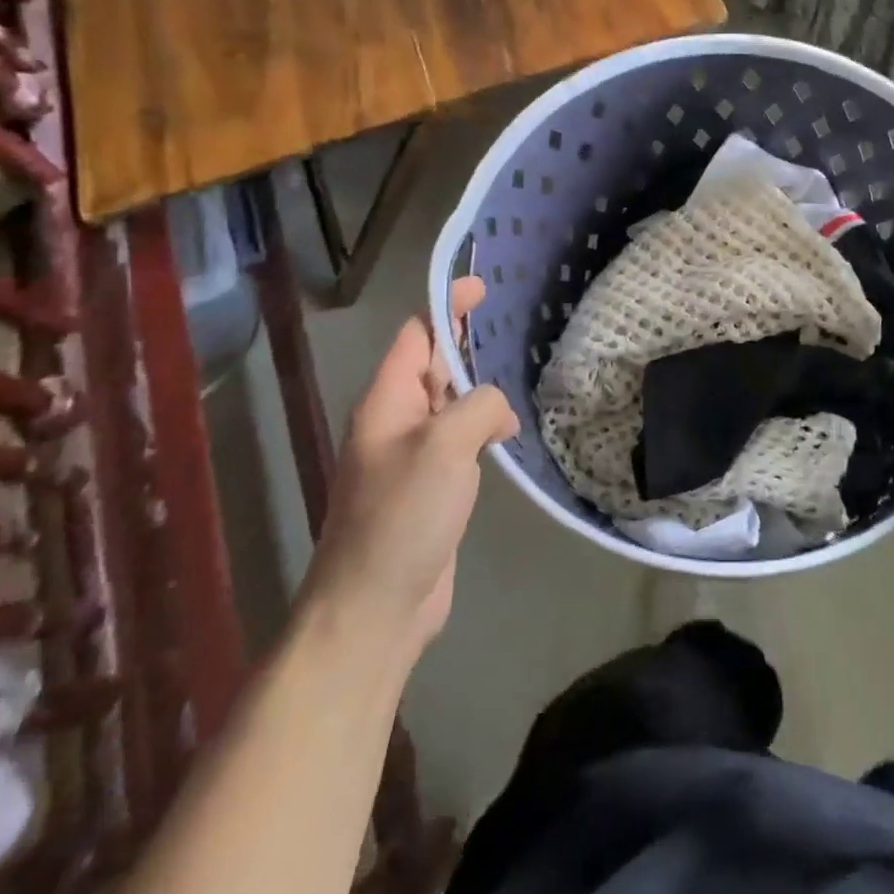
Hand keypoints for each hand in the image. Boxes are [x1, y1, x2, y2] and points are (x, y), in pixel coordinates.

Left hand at [299, 277, 518, 677]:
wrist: (375, 607)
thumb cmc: (402, 517)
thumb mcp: (445, 446)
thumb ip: (478, 406)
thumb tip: (496, 410)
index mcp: (387, 402)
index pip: (416, 336)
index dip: (446, 306)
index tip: (481, 285)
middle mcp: (395, 422)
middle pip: (432, 366)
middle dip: (465, 342)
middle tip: (510, 325)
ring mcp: (412, 458)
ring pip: (449, 405)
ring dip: (478, 389)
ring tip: (517, 376)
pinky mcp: (430, 488)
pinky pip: (459, 441)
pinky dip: (483, 427)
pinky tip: (509, 434)